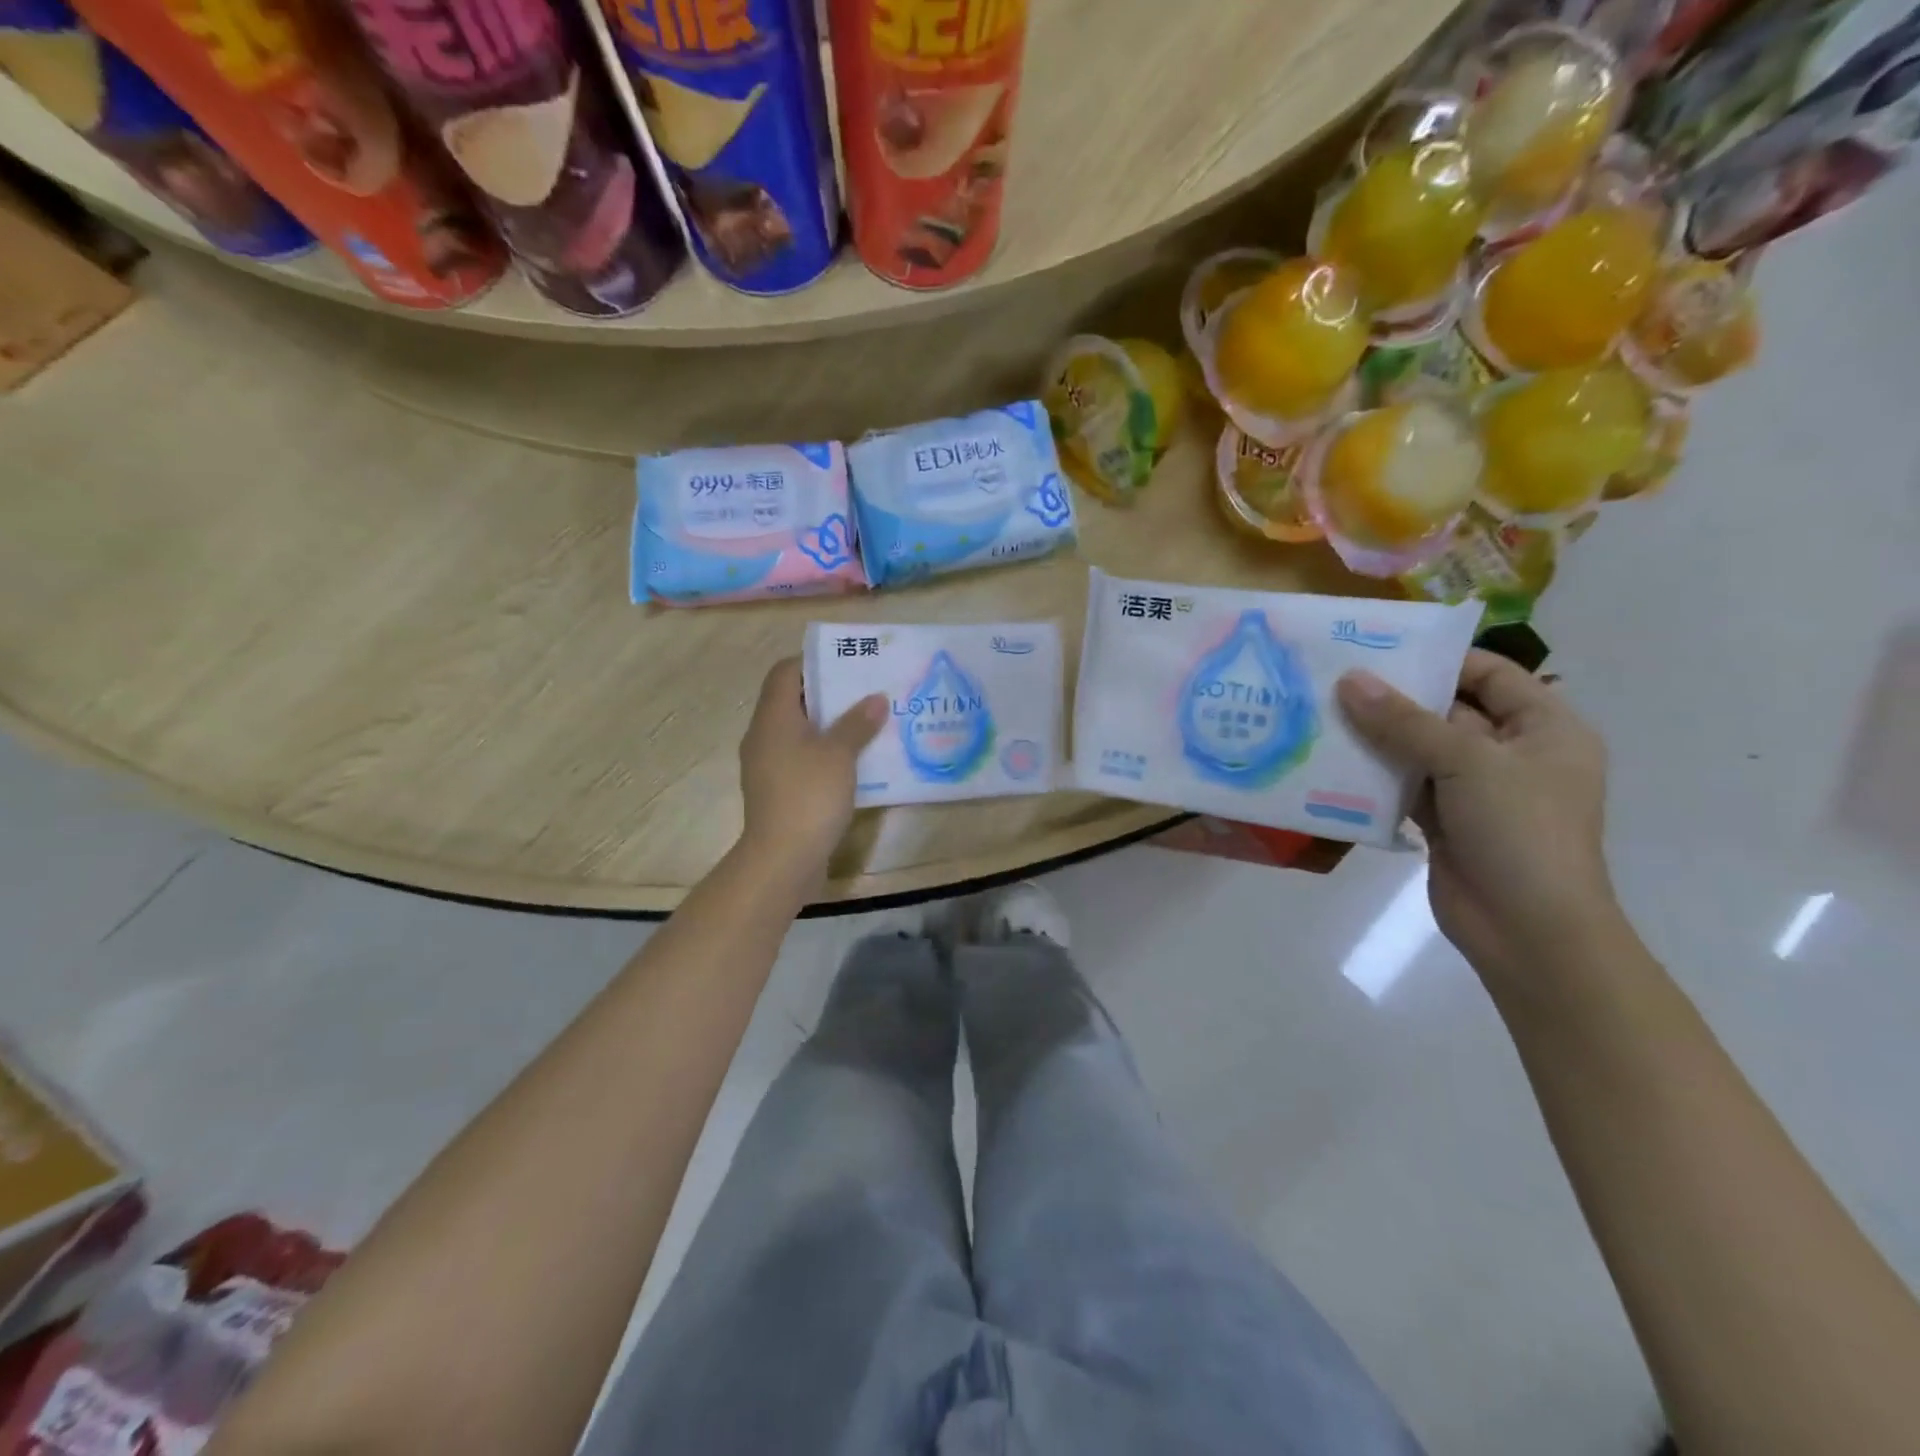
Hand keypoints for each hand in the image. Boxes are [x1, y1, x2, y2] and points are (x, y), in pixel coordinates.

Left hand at [737, 659, 886, 882]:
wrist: (782, 859)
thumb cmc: (808, 795)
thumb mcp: (839, 754)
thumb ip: (857, 723)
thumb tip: (876, 698)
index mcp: (773, 718)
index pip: (785, 672)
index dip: (813, 661)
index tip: (847, 663)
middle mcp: (764, 736)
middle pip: (793, 701)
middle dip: (829, 694)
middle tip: (866, 691)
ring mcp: (768, 766)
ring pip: (799, 733)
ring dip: (830, 726)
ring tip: (867, 722)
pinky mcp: (778, 791)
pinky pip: (802, 759)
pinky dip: (825, 753)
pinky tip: (855, 761)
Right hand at [1337, 650, 1617, 989]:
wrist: (1528, 931)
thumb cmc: (1520, 832)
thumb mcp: (1466, 763)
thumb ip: (1404, 721)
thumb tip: (1349, 679)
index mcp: (1544, 728)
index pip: (1490, 674)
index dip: (1438, 659)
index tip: (1377, 649)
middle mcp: (1513, 752)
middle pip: (1448, 710)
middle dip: (1394, 697)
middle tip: (1334, 677)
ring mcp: (1477, 790)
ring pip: (1420, 749)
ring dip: (1377, 736)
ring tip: (1321, 712)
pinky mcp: (1445, 820)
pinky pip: (1405, 784)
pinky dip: (1374, 774)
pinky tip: (1331, 759)